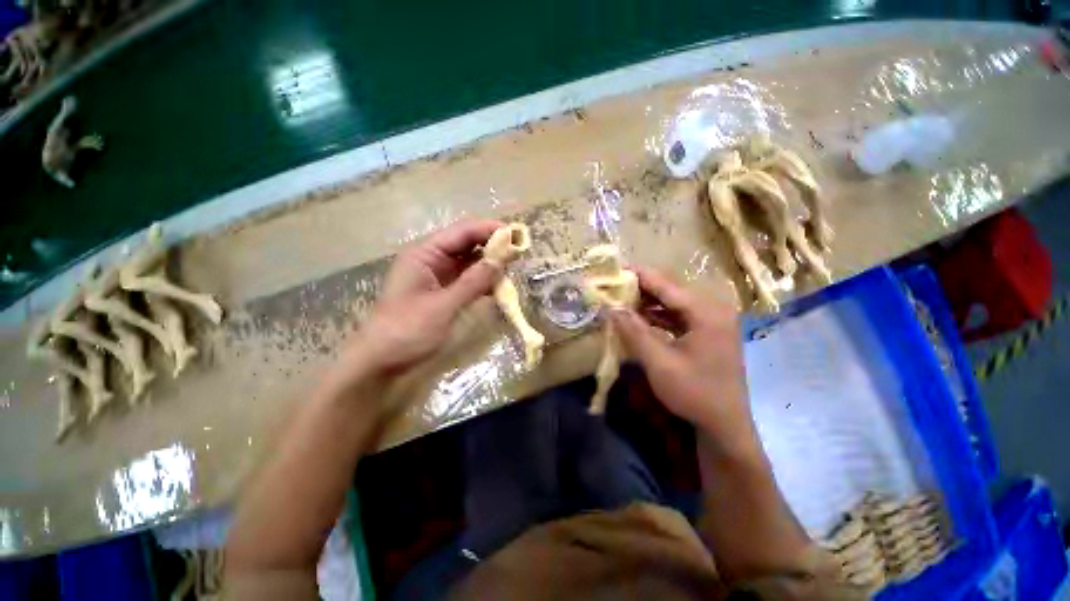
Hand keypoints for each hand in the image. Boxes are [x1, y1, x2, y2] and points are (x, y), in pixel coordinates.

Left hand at [322, 219, 504, 395]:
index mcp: (425, 254)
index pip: (462, 232)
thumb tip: (502, 260)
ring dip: (490, 263)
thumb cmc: (407, 331)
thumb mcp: (443, 306)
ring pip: (469, 261)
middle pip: (466, 243)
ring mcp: (437, 276)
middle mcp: (431, 259)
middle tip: (520, 250)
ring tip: (514, 266)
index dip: (489, 229)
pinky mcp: (443, 292)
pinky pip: (468, 279)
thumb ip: (473, 282)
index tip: (516, 234)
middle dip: (492, 245)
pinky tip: (499, 285)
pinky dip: (483, 281)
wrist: (381, 362)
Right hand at [610, 266, 756, 456]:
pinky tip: (637, 317)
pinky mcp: (706, 332)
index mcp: (705, 312)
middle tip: (612, 286)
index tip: (612, 269)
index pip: (665, 284)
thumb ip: (633, 331)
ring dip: (646, 302)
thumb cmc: (694, 394)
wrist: (725, 426)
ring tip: (619, 299)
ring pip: (672, 302)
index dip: (637, 275)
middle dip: (639, 288)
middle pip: (669, 290)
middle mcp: (711, 309)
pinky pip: (676, 315)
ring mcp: (711, 320)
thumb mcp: (659, 362)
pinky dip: (656, 315)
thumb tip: (610, 306)